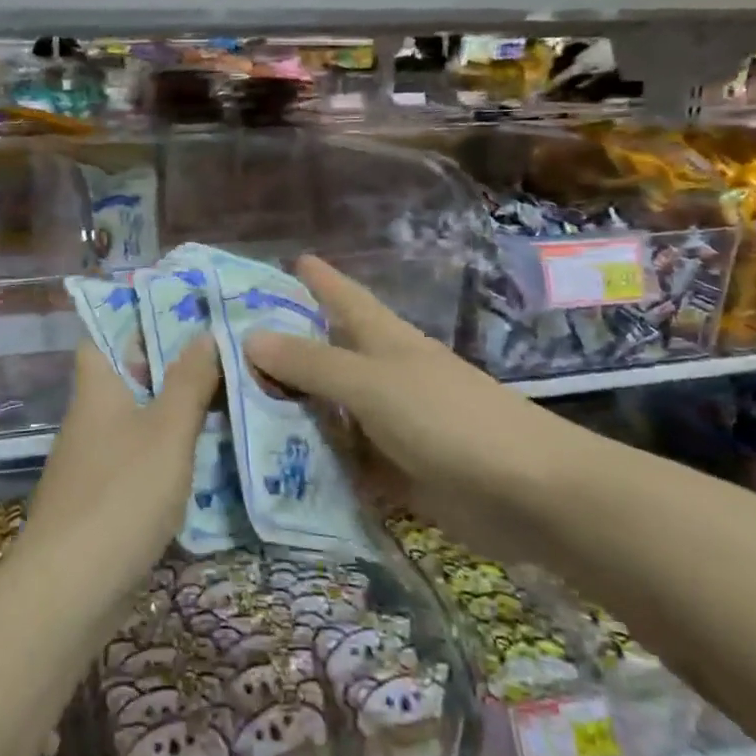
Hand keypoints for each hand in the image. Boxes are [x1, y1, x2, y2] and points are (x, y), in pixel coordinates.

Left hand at [22, 337, 219, 590]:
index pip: (103, 336)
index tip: (185, 314)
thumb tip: (206, 333)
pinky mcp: (102, 500)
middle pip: (128, 378)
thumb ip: (188, 382)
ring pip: (138, 421)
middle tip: (225, 357)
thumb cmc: (121, 495)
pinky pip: (139, 460)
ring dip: (175, 412)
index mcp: (97, 389)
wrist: (70, 588)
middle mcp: (89, 418)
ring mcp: (93, 461)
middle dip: (171, 367)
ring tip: (228, 400)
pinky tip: (206, 459)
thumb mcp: (167, 432)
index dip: (137, 320)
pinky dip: (168, 454)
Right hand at [244, 255, 590, 558]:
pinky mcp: (396, 470)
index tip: (286, 261)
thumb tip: (250, 337)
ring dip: (291, 411)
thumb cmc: (448, 419)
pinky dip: (315, 461)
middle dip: (285, 350)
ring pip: (330, 410)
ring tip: (234, 410)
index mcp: (384, 341)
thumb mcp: (371, 383)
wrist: (528, 494)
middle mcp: (384, 376)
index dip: (316, 278)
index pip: (343, 297)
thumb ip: (312, 363)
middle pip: (327, 355)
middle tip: (227, 349)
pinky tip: (275, 468)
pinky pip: (343, 460)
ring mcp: (390, 424)